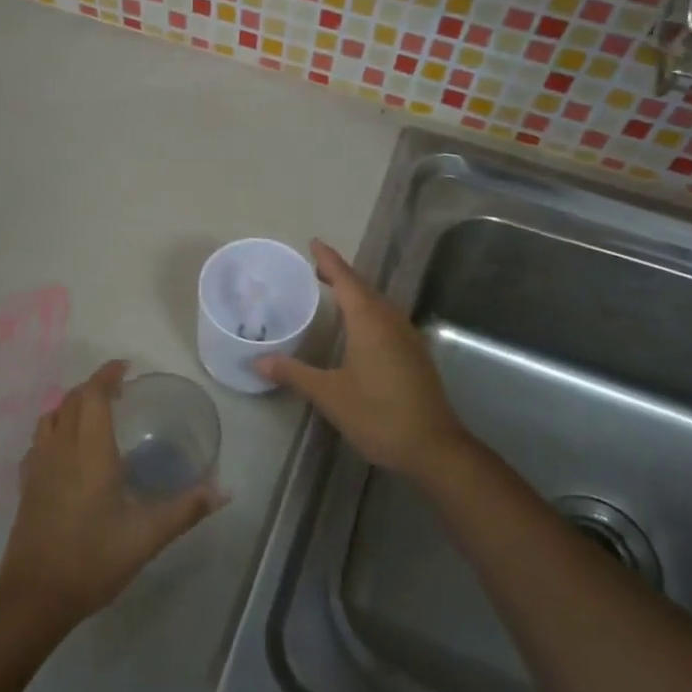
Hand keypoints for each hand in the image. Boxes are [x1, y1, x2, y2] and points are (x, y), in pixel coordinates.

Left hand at [0, 360, 224, 633]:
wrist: (34, 597)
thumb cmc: (92, 561)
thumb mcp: (146, 537)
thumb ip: (186, 510)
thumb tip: (224, 491)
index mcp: (89, 453)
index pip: (91, 396)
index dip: (106, 376)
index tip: (125, 367)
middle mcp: (60, 450)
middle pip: (70, 400)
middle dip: (93, 387)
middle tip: (119, 391)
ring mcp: (38, 466)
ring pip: (50, 417)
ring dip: (72, 405)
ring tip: (95, 413)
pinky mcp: (27, 485)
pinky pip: (39, 440)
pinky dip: (56, 428)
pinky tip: (69, 449)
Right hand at [256, 240, 469, 480]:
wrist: (433, 447)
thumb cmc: (378, 414)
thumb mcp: (329, 394)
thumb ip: (294, 373)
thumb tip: (257, 361)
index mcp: (369, 321)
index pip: (346, 280)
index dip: (329, 261)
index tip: (314, 243)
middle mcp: (391, 321)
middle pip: (363, 287)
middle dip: (340, 274)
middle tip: (315, 268)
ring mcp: (407, 337)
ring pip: (378, 303)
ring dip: (356, 293)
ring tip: (333, 292)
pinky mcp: (414, 354)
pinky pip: (386, 319)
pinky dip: (367, 311)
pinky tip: (359, 327)